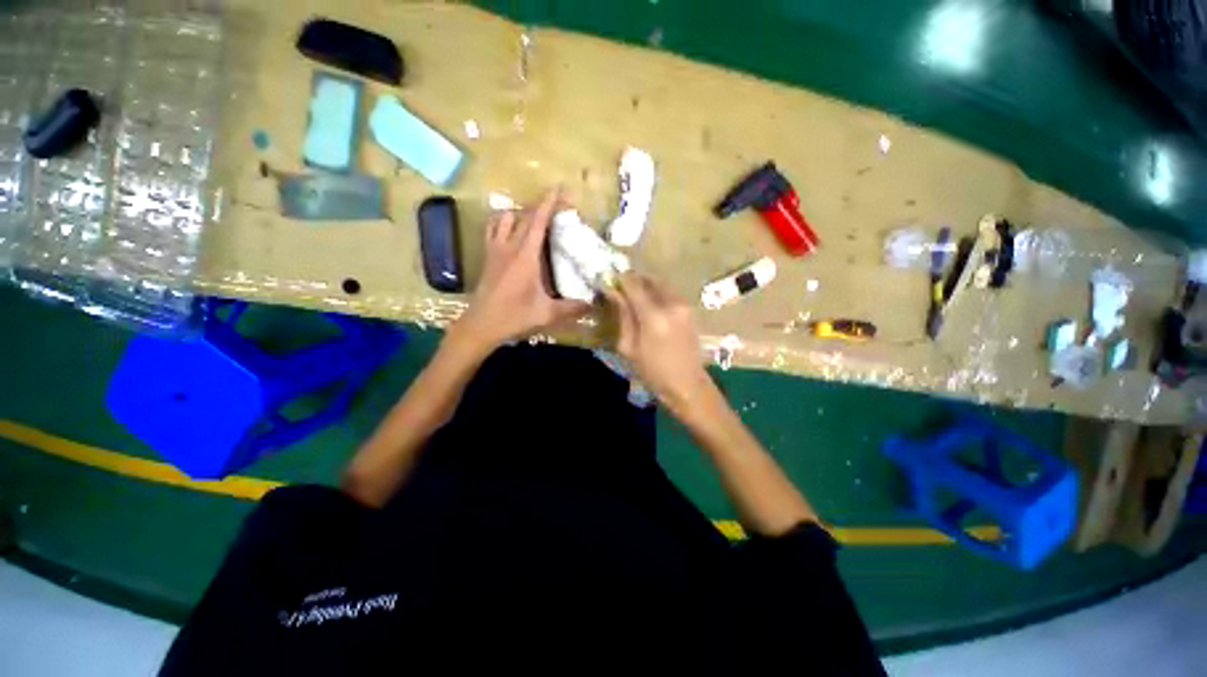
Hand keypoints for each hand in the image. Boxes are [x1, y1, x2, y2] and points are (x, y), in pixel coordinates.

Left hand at [451, 189, 588, 353]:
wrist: (481, 325)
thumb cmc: (514, 317)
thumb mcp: (547, 314)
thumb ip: (572, 308)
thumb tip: (593, 303)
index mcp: (525, 256)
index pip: (538, 221)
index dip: (548, 203)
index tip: (559, 189)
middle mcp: (509, 246)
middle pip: (523, 215)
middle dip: (540, 205)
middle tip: (555, 203)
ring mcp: (495, 250)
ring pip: (504, 218)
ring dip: (520, 212)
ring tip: (534, 216)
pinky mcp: (487, 257)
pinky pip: (493, 229)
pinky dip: (502, 222)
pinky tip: (510, 229)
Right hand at [603, 272, 714, 412]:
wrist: (687, 384)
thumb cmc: (653, 372)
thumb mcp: (629, 347)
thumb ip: (623, 316)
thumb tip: (613, 293)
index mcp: (653, 316)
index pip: (633, 285)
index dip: (620, 279)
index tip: (610, 281)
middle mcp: (671, 304)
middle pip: (649, 279)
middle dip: (634, 280)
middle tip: (621, 288)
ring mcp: (683, 305)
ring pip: (661, 283)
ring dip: (646, 285)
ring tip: (635, 296)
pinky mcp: (690, 309)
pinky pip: (670, 292)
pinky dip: (658, 292)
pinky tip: (650, 304)